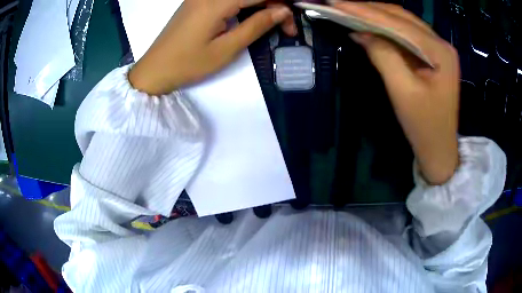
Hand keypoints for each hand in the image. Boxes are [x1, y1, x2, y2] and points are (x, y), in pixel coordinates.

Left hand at [129, 0, 295, 94]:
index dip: (282, 5)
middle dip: (274, 4)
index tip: (290, 26)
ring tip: (270, 23)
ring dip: (260, 5)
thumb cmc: (188, 63)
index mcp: (218, 1)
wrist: (155, 69)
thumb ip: (257, 25)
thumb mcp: (226, 49)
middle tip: (284, 26)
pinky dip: (245, 5)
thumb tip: (283, 10)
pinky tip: (251, 16)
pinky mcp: (198, 0)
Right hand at [335, 2, 459, 184]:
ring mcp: (438, 48)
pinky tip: (370, 27)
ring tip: (350, 11)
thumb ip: (383, 56)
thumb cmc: (424, 127)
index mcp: (440, 51)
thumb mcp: (403, 92)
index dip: (366, 11)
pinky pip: (406, 35)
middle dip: (370, 9)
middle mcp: (441, 43)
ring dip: (376, 16)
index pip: (399, 23)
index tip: (337, 4)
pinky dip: (386, 29)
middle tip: (340, 5)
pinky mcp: (432, 55)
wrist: (439, 149)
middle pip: (402, 17)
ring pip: (403, 22)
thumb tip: (361, 32)